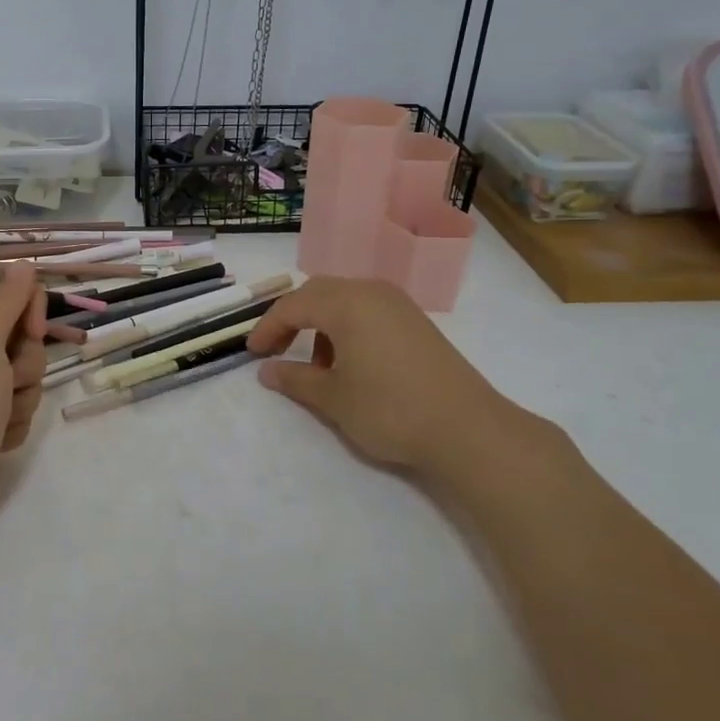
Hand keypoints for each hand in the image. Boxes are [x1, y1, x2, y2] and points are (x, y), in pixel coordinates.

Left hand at [0, 264, 45, 556]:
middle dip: (26, 360)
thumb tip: (23, 263)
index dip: (25, 303)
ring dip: (21, 395)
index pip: (1, 284)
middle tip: (6, 382)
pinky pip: (18, 402)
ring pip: (25, 370)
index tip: (32, 330)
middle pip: (20, 330)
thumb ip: (6, 300)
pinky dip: (13, 420)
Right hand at [247, 276, 560, 500]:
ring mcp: (398, 304)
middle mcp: (371, 292)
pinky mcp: (416, 322)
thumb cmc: (389, 409)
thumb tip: (267, 371)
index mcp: (346, 303)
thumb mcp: (333, 398)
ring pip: (345, 300)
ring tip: (316, 365)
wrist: (467, 429)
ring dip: (321, 323)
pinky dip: (348, 327)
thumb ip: (295, 380)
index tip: (252, 353)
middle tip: (275, 349)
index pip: (293, 305)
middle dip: (291, 318)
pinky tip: (351, 363)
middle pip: (318, 293)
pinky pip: (368, 311)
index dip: (267, 327)